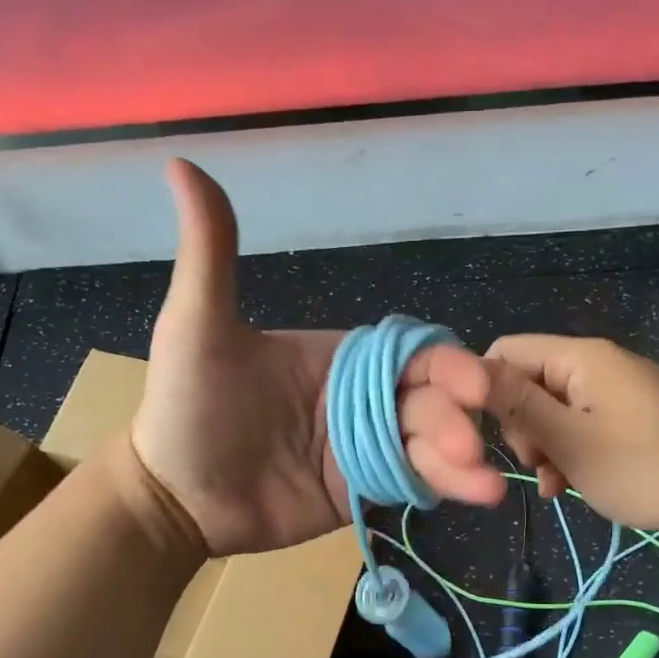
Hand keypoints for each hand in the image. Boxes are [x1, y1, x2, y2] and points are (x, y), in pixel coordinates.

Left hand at [129, 160, 504, 556]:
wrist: (173, 495)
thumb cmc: (189, 406)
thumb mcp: (197, 325)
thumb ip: (211, 253)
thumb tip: (181, 162)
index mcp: (341, 357)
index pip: (410, 352)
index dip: (446, 364)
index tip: (472, 384)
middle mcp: (363, 399)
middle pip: (428, 400)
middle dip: (453, 419)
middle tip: (468, 444)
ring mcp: (365, 447)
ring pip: (427, 445)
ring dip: (459, 460)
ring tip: (485, 485)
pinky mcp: (362, 489)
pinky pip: (409, 483)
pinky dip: (443, 487)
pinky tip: (475, 495)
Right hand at [484, 335, 658, 533]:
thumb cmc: (643, 466)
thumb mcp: (569, 440)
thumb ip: (517, 404)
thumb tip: (466, 369)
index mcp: (580, 358)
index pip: (506, 352)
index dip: (486, 391)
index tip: (489, 437)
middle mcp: (597, 364)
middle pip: (529, 383)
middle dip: (522, 427)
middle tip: (538, 465)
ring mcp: (617, 390)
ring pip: (554, 411)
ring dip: (546, 448)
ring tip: (558, 484)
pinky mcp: (633, 416)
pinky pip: (583, 425)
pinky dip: (571, 452)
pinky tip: (573, 485)